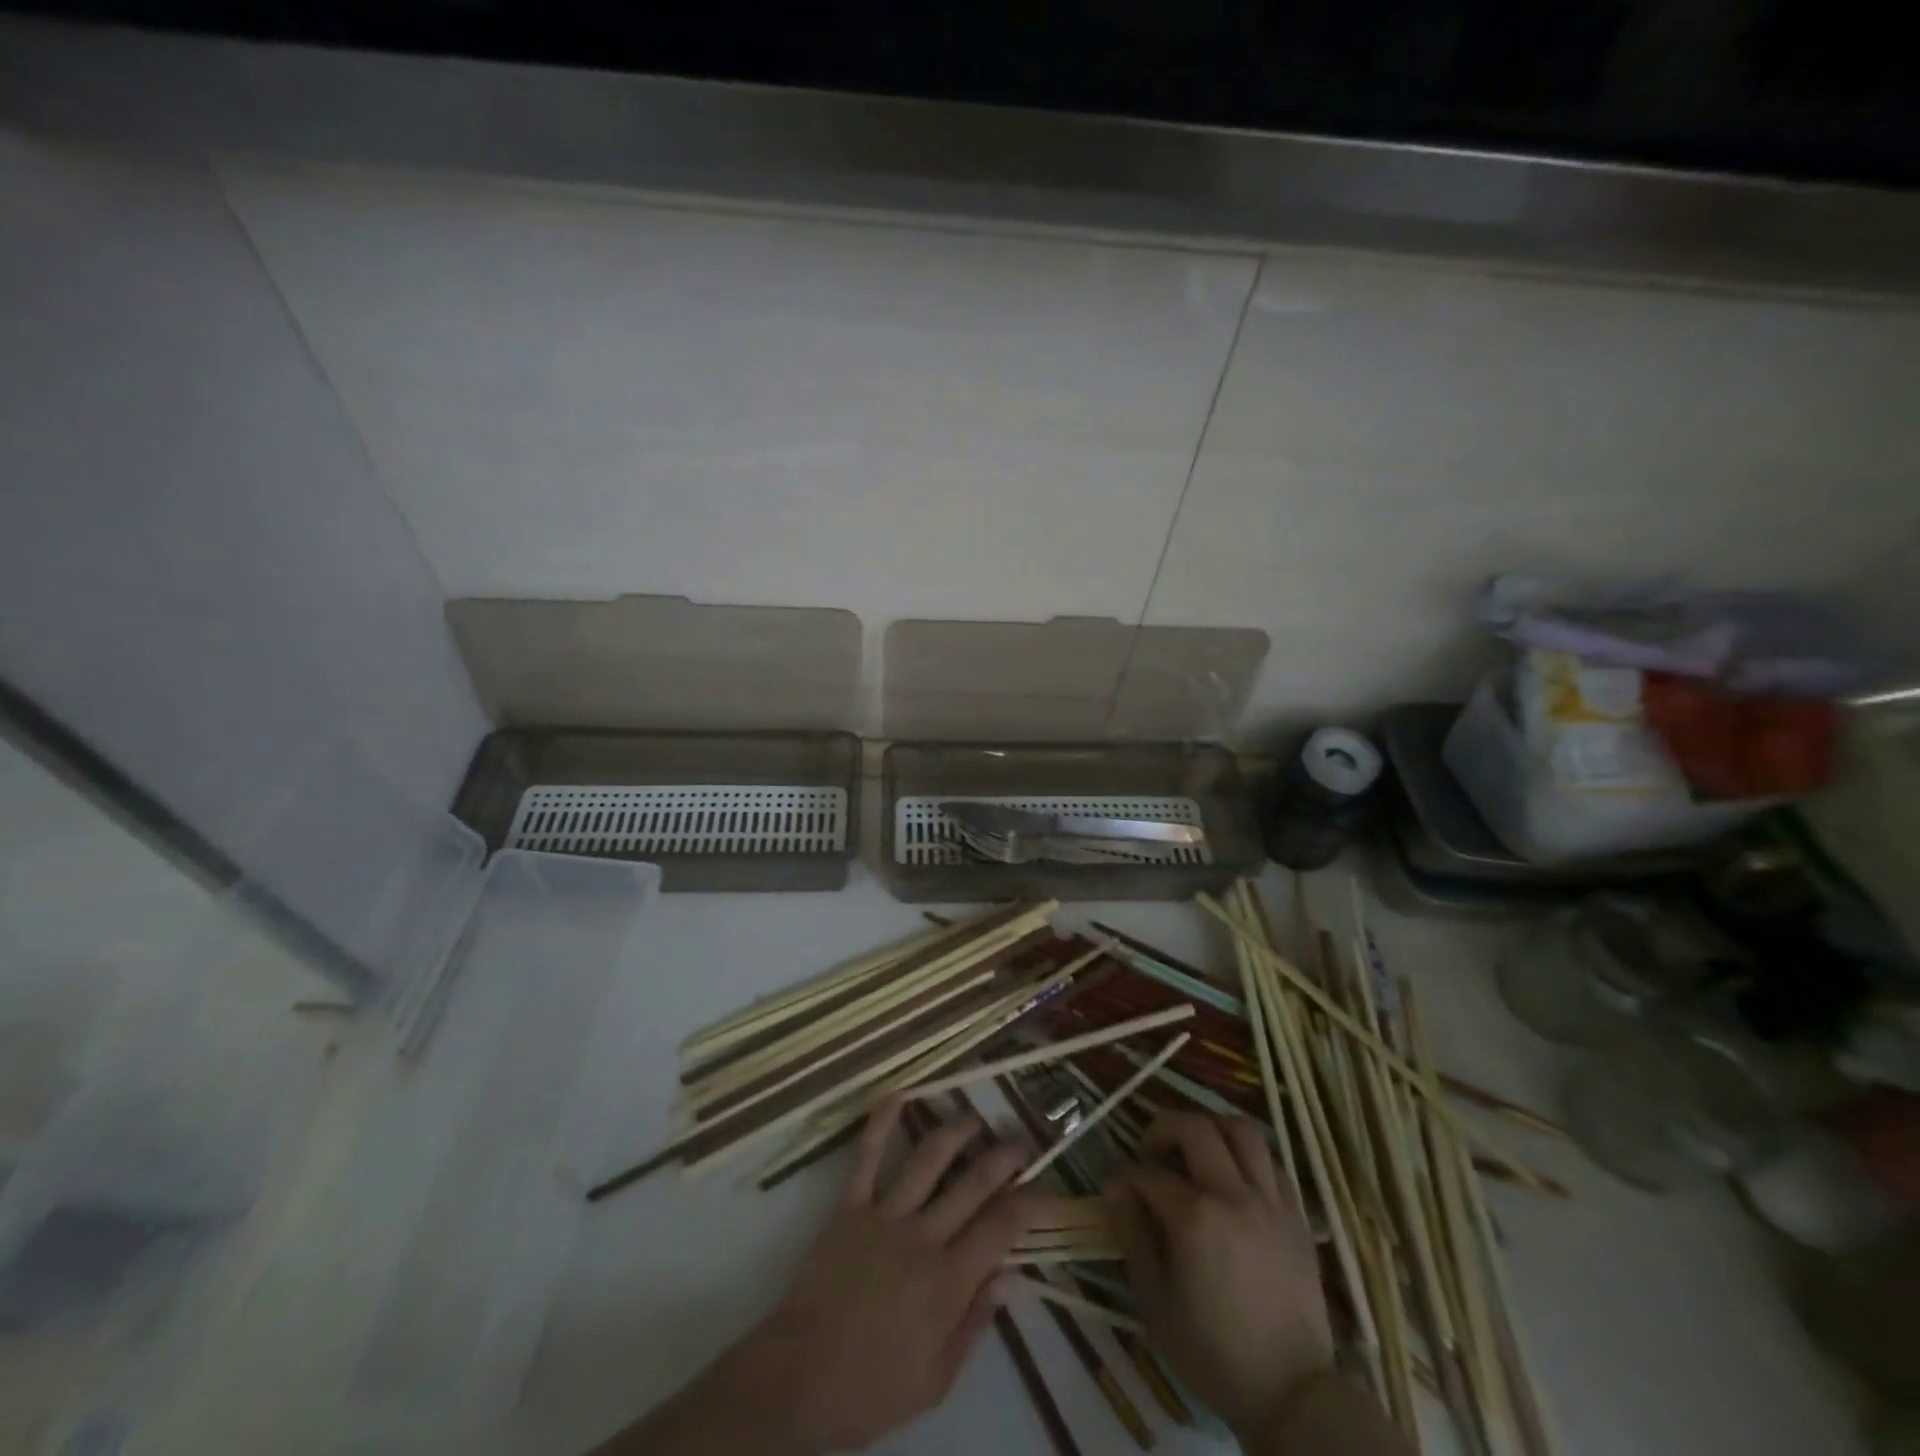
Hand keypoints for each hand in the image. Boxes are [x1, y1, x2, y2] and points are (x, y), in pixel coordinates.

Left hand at [730, 1098, 1036, 1452]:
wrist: (798, 1380)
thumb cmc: (872, 1389)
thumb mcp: (936, 1379)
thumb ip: (975, 1322)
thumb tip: (1013, 1276)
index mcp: (948, 1281)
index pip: (1001, 1227)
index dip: (1029, 1202)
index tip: (1045, 1186)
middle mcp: (923, 1237)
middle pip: (973, 1183)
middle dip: (1004, 1156)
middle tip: (1023, 1136)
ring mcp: (884, 1215)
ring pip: (928, 1159)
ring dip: (956, 1131)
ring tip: (975, 1116)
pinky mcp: (849, 1207)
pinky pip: (867, 1158)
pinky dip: (882, 1124)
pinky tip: (898, 1095)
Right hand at [1105, 1110, 1334, 1443]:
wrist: (1292, 1393)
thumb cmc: (1213, 1352)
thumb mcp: (1155, 1302)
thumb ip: (1132, 1234)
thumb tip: (1115, 1187)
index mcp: (1195, 1218)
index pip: (1147, 1173)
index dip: (1125, 1177)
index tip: (1118, 1190)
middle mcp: (1233, 1194)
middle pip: (1194, 1128)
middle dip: (1163, 1128)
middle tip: (1152, 1151)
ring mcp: (1270, 1201)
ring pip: (1241, 1130)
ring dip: (1211, 1128)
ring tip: (1195, 1148)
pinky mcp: (1296, 1214)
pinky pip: (1271, 1161)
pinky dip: (1247, 1155)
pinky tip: (1233, 1175)